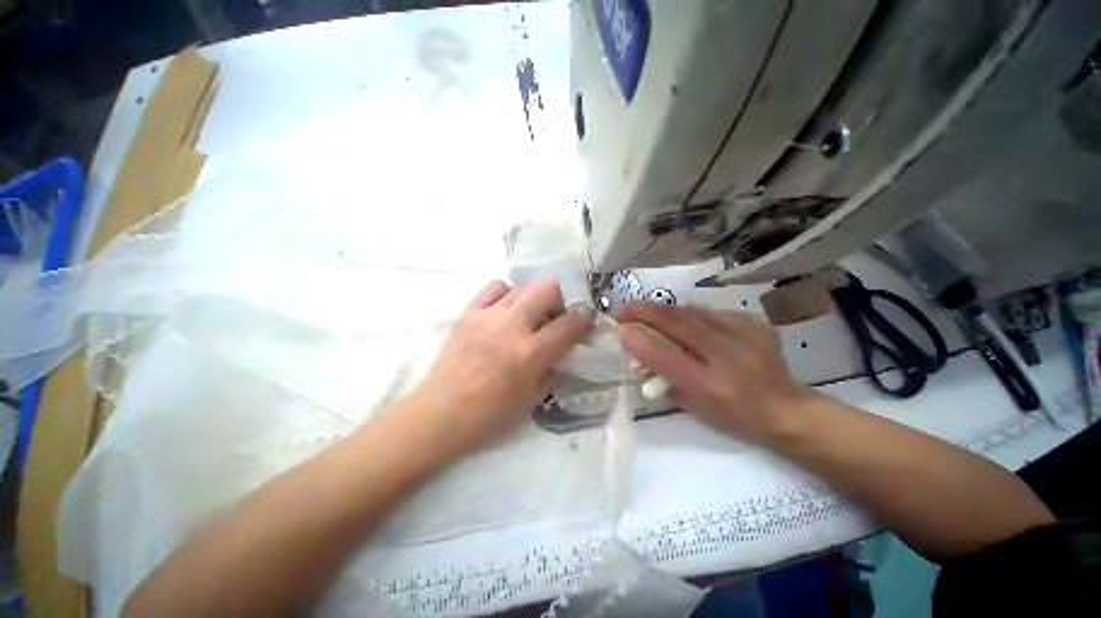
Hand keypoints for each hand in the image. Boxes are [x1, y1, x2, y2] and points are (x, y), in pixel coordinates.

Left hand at [403, 280, 592, 458]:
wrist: (440, 414)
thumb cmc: (490, 415)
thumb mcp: (533, 398)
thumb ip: (554, 369)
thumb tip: (564, 350)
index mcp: (532, 353)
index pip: (569, 323)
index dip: (584, 318)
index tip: (584, 321)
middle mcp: (513, 327)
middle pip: (547, 288)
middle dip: (559, 299)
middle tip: (554, 316)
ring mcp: (488, 316)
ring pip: (522, 286)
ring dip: (533, 298)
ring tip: (527, 316)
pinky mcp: (468, 312)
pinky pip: (494, 287)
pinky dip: (506, 294)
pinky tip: (503, 310)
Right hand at [616, 302, 812, 444]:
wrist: (786, 410)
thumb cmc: (734, 417)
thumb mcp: (692, 407)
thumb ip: (663, 377)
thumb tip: (638, 349)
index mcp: (711, 387)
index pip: (665, 357)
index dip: (638, 340)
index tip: (618, 329)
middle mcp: (727, 357)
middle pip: (676, 322)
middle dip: (642, 311)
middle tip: (622, 310)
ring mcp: (744, 335)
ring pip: (690, 311)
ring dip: (663, 311)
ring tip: (648, 314)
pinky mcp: (753, 323)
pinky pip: (710, 312)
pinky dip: (689, 315)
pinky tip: (685, 323)